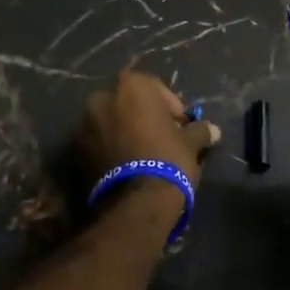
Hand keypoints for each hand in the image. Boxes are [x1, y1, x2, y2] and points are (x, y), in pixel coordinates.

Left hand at [80, 68, 220, 189]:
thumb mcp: (191, 143)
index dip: (170, 106)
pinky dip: (111, 147)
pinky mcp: (76, 150)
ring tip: (143, 154)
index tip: (181, 126)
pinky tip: (127, 166)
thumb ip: (199, 130)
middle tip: (161, 137)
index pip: (155, 87)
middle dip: (144, 116)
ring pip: (111, 121)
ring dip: (126, 131)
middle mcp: (103, 97)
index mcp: (131, 86)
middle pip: (129, 102)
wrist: (137, 202)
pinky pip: (99, 141)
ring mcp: (85, 124)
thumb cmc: (168, 159)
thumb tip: (213, 130)